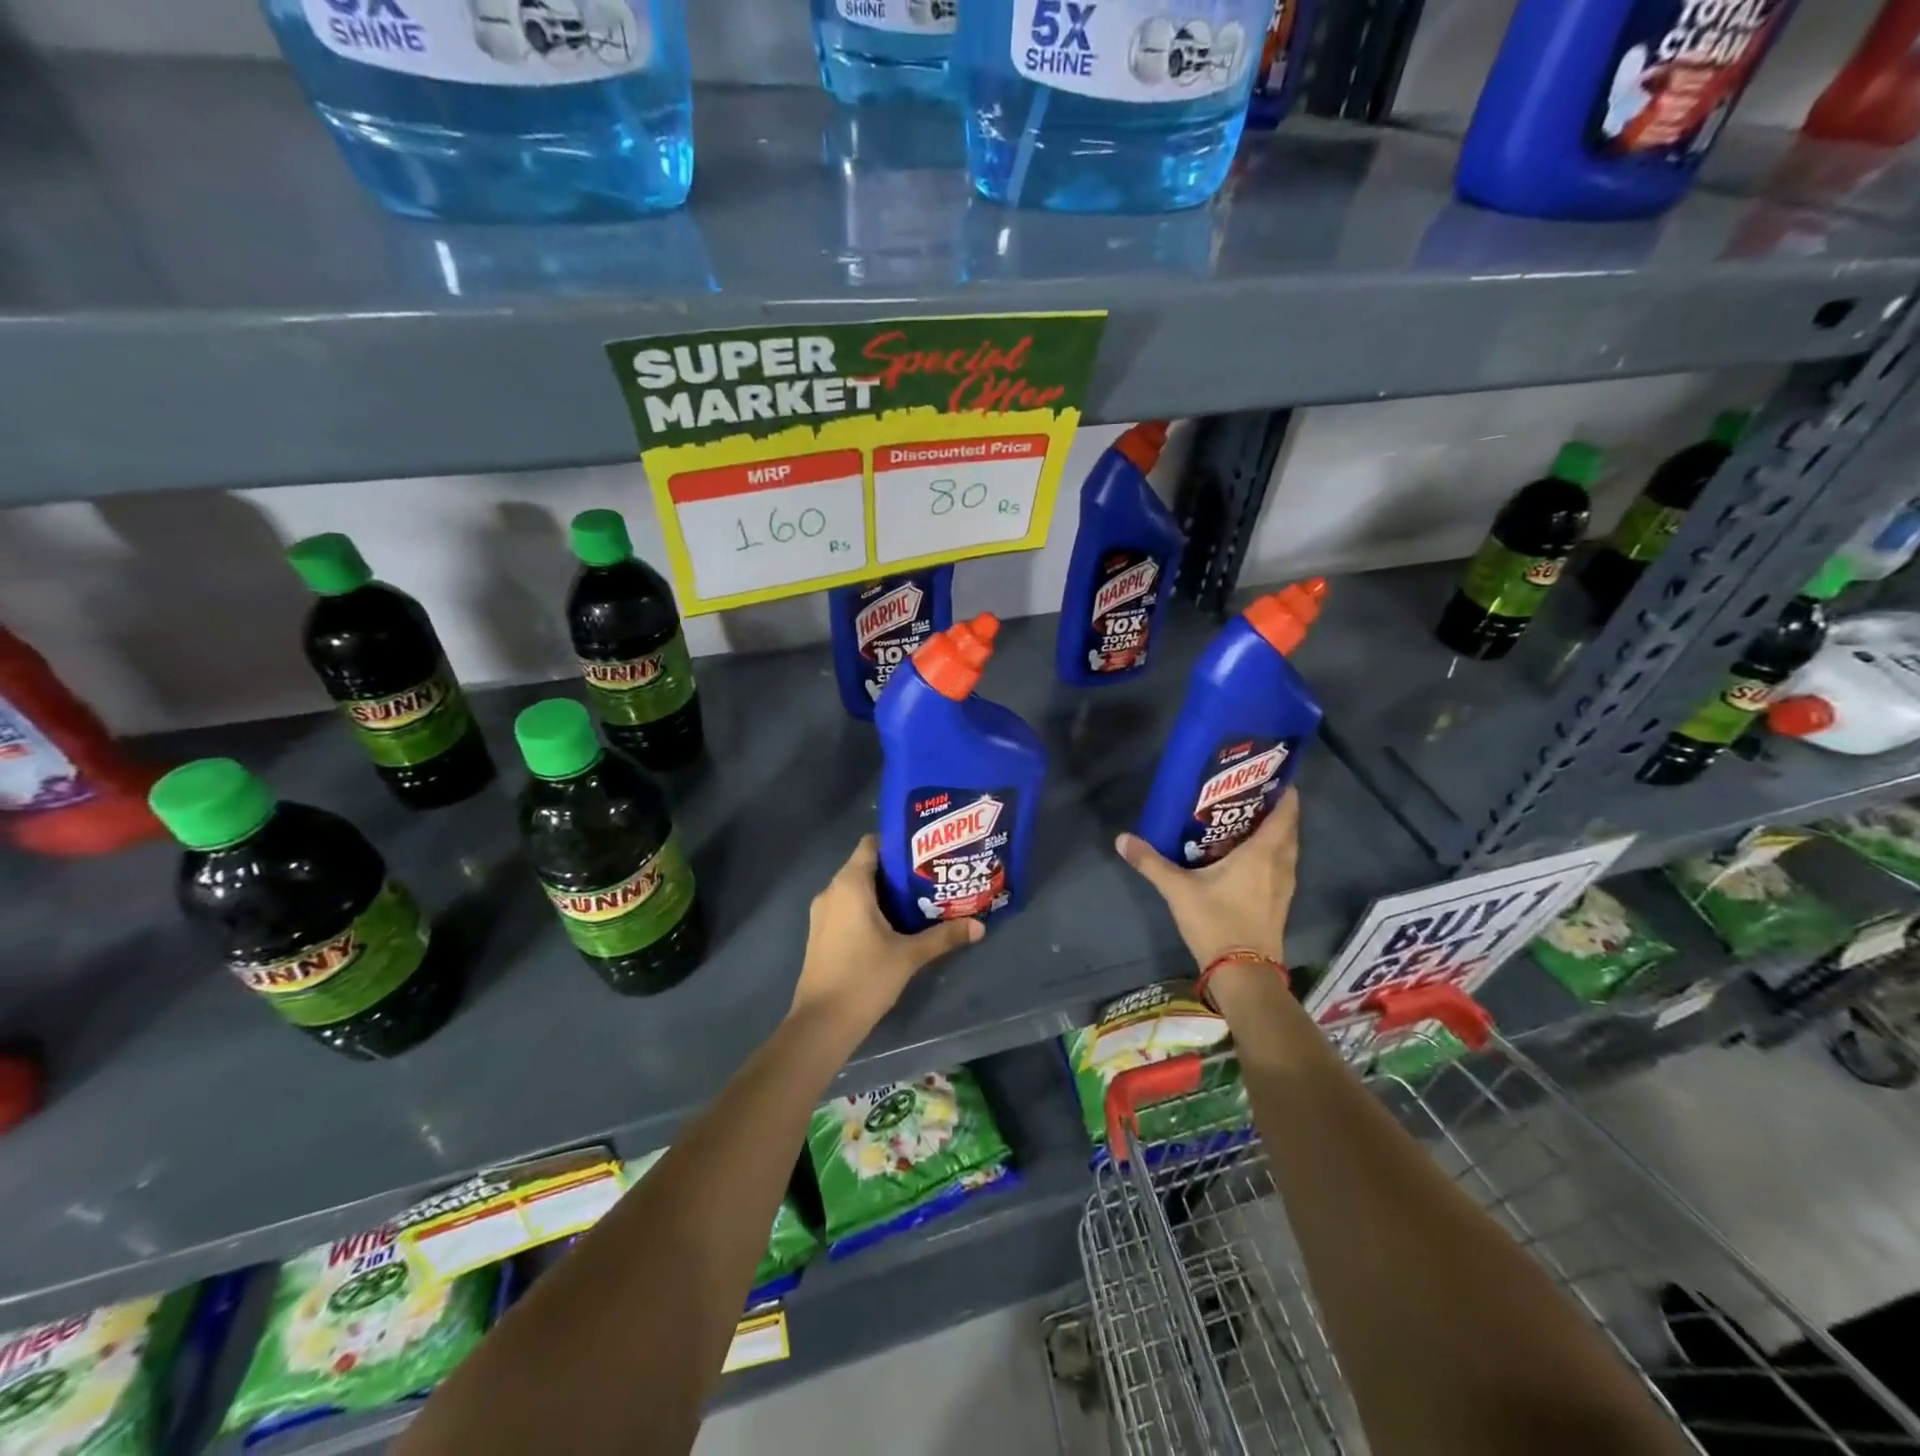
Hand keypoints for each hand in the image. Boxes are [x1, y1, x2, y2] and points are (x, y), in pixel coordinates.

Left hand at [791, 834, 981, 1034]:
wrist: (821, 1024)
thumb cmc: (864, 978)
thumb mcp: (909, 956)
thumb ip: (943, 936)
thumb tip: (979, 925)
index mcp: (850, 885)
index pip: (871, 844)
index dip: (897, 843)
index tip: (925, 850)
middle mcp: (832, 891)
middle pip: (866, 866)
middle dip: (897, 870)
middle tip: (931, 874)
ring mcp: (822, 913)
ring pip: (856, 889)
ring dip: (884, 891)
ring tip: (918, 898)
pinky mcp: (821, 934)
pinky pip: (847, 907)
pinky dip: (868, 908)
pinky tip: (894, 924)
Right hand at [1115, 789, 1298, 970]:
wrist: (1243, 973)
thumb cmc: (1217, 922)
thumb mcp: (1178, 890)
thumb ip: (1151, 862)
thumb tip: (1122, 838)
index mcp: (1263, 853)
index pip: (1285, 812)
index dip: (1283, 791)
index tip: (1269, 775)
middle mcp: (1280, 864)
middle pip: (1288, 828)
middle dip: (1274, 809)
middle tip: (1249, 794)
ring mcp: (1284, 886)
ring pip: (1287, 849)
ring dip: (1275, 833)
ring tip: (1246, 821)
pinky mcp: (1280, 903)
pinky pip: (1281, 866)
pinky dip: (1271, 854)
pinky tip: (1248, 856)